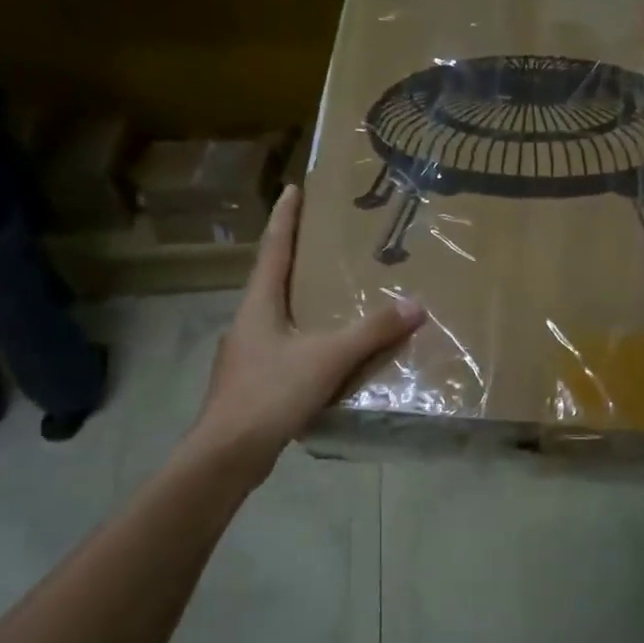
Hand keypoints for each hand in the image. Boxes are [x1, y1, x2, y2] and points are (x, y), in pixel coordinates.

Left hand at [192, 186, 425, 471]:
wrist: (227, 454)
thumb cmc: (270, 393)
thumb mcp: (327, 358)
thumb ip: (371, 331)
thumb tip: (415, 304)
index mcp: (258, 304)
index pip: (274, 248)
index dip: (285, 218)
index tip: (293, 188)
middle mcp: (248, 322)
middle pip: (273, 279)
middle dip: (296, 258)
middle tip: (325, 242)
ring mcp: (246, 354)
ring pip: (278, 316)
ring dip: (300, 301)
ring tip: (332, 296)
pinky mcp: (252, 383)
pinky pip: (284, 348)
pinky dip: (305, 340)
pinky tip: (326, 354)